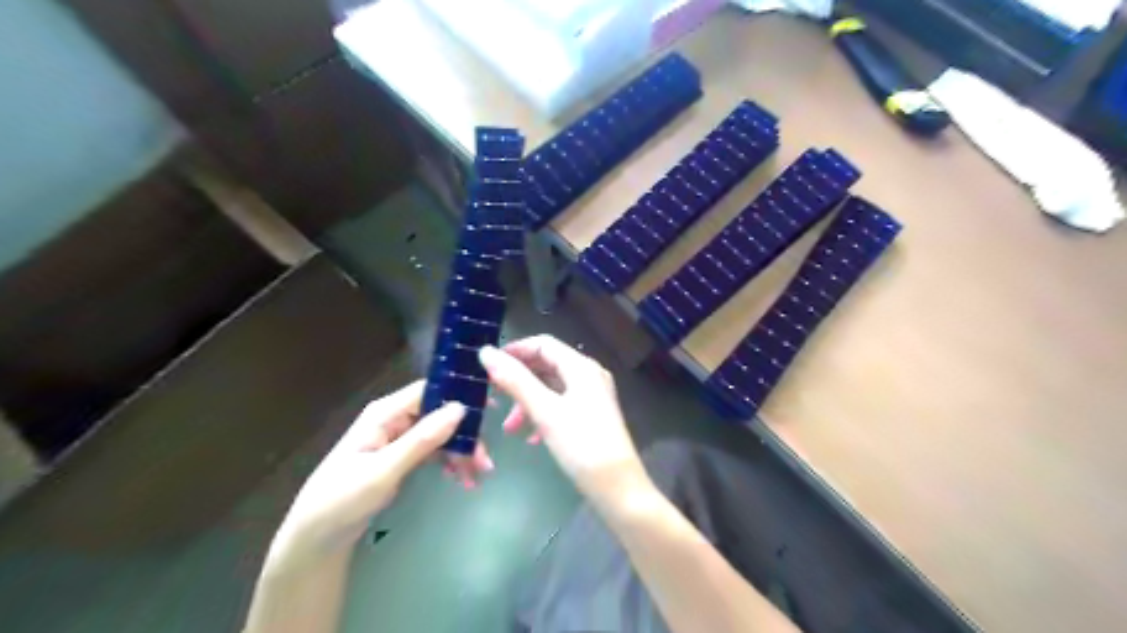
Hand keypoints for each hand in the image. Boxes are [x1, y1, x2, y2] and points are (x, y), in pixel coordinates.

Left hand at [272, 379, 493, 565]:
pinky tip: (463, 479)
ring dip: (461, 452)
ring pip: (441, 435)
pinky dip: (450, 463)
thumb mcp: (384, 470)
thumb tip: (460, 408)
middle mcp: (394, 420)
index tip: (490, 408)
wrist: (315, 539)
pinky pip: (434, 452)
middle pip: (440, 415)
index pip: (429, 391)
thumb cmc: (342, 499)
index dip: (460, 395)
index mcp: (385, 413)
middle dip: (464, 436)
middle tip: (485, 461)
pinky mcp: (402, 457)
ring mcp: (398, 439)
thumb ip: (422, 439)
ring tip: (478, 476)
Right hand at [476, 336, 652, 509]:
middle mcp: (589, 375)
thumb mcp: (544, 411)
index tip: (488, 366)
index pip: (543, 344)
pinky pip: (561, 405)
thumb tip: (486, 352)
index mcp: (581, 367)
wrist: (618, 487)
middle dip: (519, 380)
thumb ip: (515, 380)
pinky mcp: (593, 416)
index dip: (515, 350)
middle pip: (547, 365)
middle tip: (494, 396)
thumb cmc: (581, 444)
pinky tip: (531, 438)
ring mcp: (593, 396)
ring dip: (527, 402)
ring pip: (552, 388)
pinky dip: (543, 414)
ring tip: (509, 428)